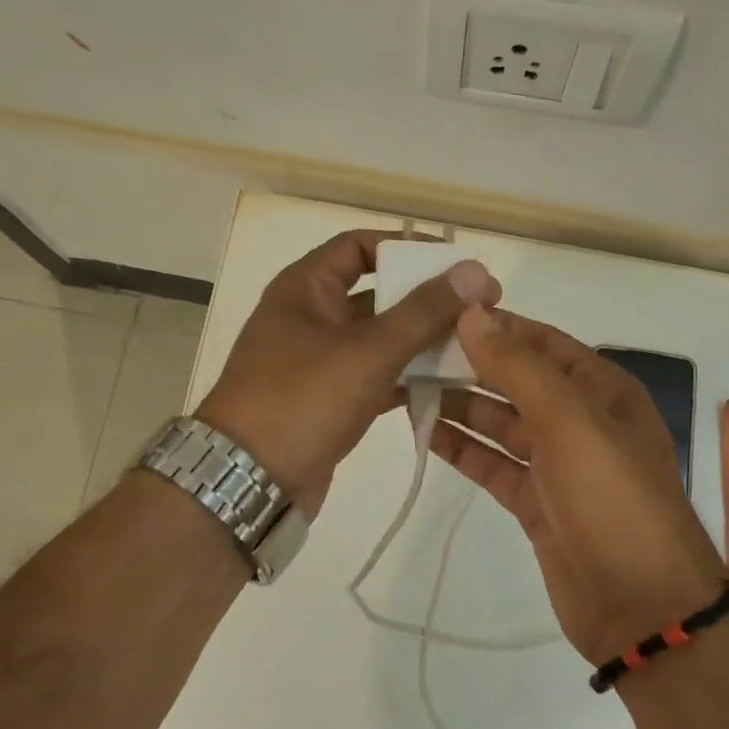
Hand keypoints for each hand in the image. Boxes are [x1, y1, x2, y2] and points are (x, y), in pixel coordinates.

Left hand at [196, 230, 499, 517]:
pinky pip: (378, 375)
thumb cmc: (302, 400)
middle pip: (378, 292)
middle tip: (480, 308)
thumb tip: (476, 271)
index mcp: (306, 288)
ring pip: (381, 338)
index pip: (360, 246)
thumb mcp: (368, 351)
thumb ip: (424, 311)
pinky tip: (449, 385)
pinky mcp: (331, 399)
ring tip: (475, 346)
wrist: (248, 482)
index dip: (408, 247)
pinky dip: (409, 376)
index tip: (456, 264)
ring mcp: (320, 361)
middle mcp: (311, 316)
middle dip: (427, 300)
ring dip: (423, 340)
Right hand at [431, 308, 724, 663]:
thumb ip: (519, 368)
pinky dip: (464, 449)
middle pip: (516, 381)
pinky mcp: (537, 503)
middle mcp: (580, 420)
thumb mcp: (570, 421)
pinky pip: (494, 465)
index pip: (541, 342)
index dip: (494, 326)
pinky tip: (426, 433)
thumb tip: (473, 315)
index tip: (439, 313)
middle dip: (469, 366)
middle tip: (409, 353)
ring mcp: (557, 464)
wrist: (642, 606)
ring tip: (406, 388)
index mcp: (601, 390)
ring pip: (501, 423)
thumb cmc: (612, 498)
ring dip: (460, 406)